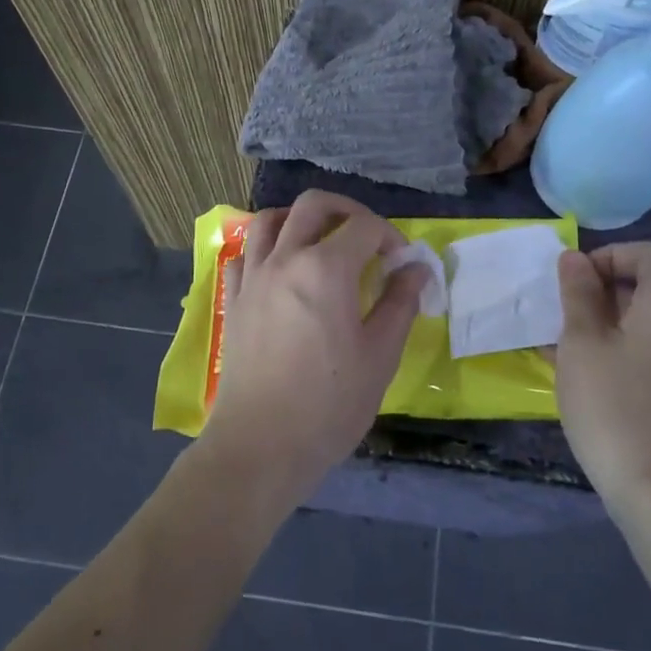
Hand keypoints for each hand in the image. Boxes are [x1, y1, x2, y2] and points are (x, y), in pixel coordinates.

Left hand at [196, 191, 425, 515]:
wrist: (261, 445)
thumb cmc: (329, 405)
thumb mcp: (380, 355)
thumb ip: (400, 303)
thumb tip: (416, 268)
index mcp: (326, 269)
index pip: (364, 226)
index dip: (390, 237)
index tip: (402, 264)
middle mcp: (285, 259)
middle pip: (313, 204)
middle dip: (347, 211)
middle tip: (368, 237)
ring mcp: (252, 277)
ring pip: (270, 220)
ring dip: (301, 219)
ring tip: (322, 242)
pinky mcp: (233, 299)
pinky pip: (244, 254)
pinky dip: (266, 247)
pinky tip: (281, 270)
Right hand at [554, 243, 650, 513]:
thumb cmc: (615, 406)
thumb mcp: (582, 343)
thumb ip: (578, 294)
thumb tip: (574, 258)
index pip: (647, 253)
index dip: (607, 255)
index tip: (572, 282)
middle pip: (648, 286)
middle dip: (600, 292)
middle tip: (561, 316)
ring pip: (646, 323)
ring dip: (605, 324)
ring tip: (562, 347)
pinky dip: (620, 350)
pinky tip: (584, 376)